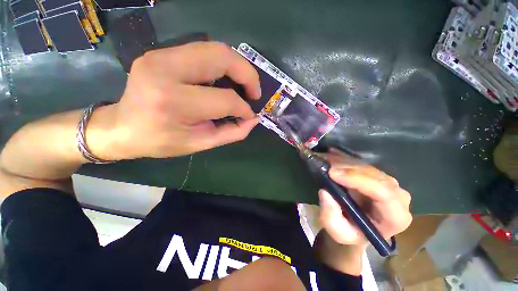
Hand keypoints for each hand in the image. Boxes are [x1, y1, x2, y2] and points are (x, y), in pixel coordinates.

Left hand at [104, 42, 260, 159]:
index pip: (224, 99)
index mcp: (174, 101)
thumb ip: (232, 132)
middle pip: (221, 57)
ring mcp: (161, 55)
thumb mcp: (201, 144)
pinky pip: (203, 51)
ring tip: (244, 85)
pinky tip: (226, 79)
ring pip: (215, 48)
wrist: (123, 127)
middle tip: (254, 92)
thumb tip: (253, 119)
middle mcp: (166, 70)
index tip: (250, 115)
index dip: (243, 108)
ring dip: (237, 66)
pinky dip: (222, 64)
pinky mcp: (162, 52)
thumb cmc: (162, 141)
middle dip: (247, 74)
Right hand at [319, 149, 411, 249]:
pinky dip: (347, 161)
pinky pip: (364, 164)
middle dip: (350, 170)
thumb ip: (331, 215)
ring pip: (369, 168)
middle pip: (376, 177)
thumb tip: (325, 192)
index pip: (384, 193)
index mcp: (396, 218)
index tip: (333, 174)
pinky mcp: (378, 177)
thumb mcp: (337, 231)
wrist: (356, 227)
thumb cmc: (350, 232)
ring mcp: (389, 185)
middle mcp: (398, 198)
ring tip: (328, 163)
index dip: (358, 180)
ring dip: (347, 164)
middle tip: (328, 168)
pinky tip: (334, 157)